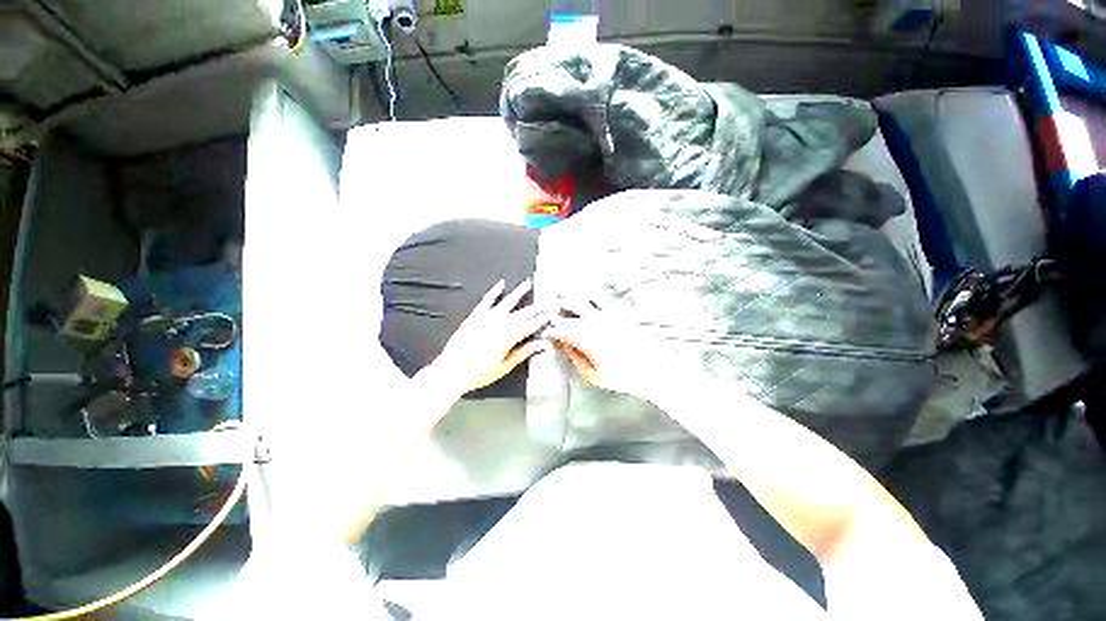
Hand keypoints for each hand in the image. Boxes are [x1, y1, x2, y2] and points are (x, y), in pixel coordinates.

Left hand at [428, 279, 552, 397]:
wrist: (452, 371)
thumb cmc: (479, 373)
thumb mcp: (505, 366)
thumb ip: (523, 353)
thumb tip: (540, 344)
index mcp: (510, 337)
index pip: (531, 325)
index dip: (543, 319)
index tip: (552, 313)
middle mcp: (501, 323)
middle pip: (524, 312)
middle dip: (538, 306)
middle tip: (548, 299)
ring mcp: (488, 318)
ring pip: (508, 302)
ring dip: (519, 292)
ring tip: (528, 284)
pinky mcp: (475, 316)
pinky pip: (487, 300)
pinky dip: (494, 291)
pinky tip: (501, 284)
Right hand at [545, 299, 672, 395]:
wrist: (655, 369)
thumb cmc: (625, 376)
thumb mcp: (594, 375)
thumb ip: (577, 359)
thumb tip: (566, 347)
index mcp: (586, 338)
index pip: (562, 329)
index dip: (552, 331)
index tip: (548, 334)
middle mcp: (595, 322)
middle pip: (570, 312)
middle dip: (558, 314)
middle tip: (552, 317)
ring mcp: (608, 316)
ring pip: (584, 301)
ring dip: (571, 300)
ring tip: (564, 300)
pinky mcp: (620, 314)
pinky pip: (600, 301)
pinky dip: (589, 299)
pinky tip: (586, 299)